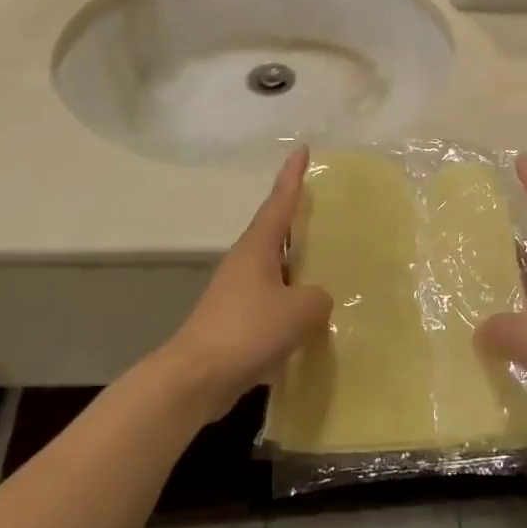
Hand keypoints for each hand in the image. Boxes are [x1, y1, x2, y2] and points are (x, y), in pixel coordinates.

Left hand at [161, 148, 333, 416]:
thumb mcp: (299, 311)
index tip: (302, 149)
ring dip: (299, 267)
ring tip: (330, 267)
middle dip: (300, 222)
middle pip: (277, 233)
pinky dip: (292, 303)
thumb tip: (317, 300)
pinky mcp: (236, 322)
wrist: (196, 378)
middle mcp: (246, 262)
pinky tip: (312, 320)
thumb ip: (319, 298)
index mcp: (257, 247)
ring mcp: (238, 292)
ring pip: (276, 270)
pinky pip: (272, 302)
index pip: (279, 202)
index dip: (292, 176)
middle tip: (328, 211)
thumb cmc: (247, 331)